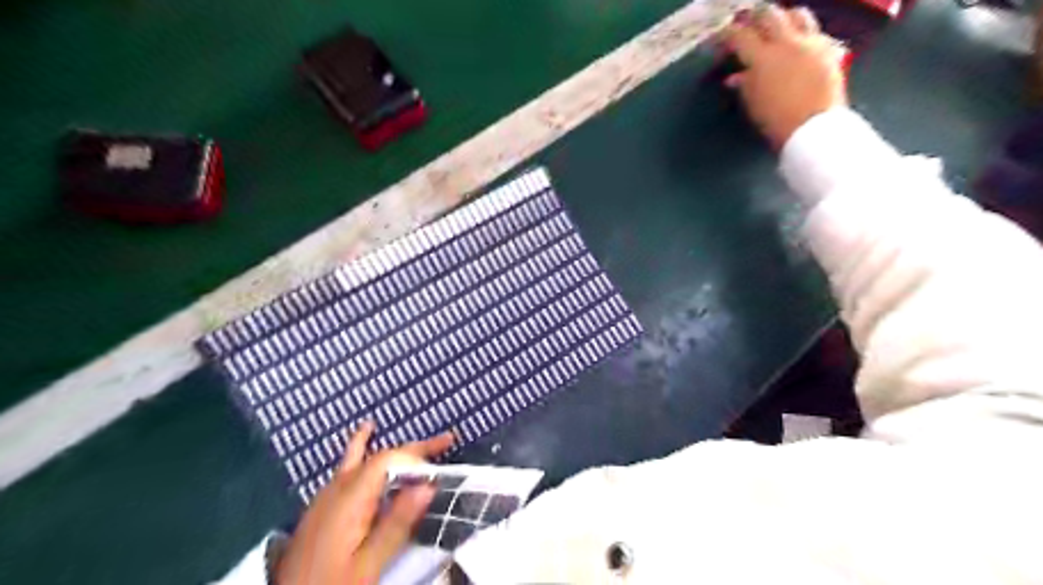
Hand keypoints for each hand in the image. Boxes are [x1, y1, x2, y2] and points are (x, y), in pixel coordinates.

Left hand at [275, 423, 455, 584]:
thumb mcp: (368, 563)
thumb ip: (397, 524)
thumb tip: (428, 485)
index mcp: (350, 498)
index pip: (387, 460)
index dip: (416, 456)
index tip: (441, 467)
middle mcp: (338, 488)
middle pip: (378, 456)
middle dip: (412, 448)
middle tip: (446, 441)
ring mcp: (326, 496)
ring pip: (360, 458)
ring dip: (391, 450)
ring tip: (411, 436)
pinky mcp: (322, 507)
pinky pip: (348, 469)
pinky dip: (362, 453)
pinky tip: (362, 449)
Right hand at [728, 5, 845, 147]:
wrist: (814, 129)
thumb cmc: (777, 121)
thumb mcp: (753, 104)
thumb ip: (744, 85)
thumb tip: (734, 77)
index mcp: (762, 57)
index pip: (739, 36)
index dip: (726, 35)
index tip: (719, 40)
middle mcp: (787, 42)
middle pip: (769, 14)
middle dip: (753, 18)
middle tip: (744, 25)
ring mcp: (811, 43)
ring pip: (796, 14)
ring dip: (782, 18)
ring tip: (774, 28)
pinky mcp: (830, 50)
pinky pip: (816, 31)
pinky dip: (803, 34)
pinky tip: (799, 45)